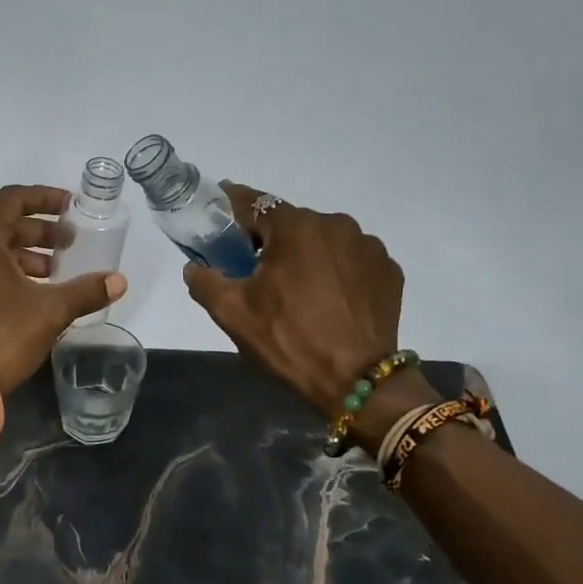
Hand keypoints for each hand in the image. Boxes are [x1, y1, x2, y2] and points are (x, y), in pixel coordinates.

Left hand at [0, 185, 127, 392]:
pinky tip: (27, 296)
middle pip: (1, 225)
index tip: (71, 207)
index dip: (45, 198)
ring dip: (23, 256)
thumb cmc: (0, 337)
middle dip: (39, 232)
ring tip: (53, 273)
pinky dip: (3, 273)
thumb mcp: (50, 312)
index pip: (12, 199)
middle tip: (69, 245)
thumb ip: (85, 291)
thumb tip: (119, 281)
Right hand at [183, 182, 407, 415]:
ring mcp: (369, 247)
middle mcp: (336, 224)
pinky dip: (336, 272)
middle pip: (291, 223)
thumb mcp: (232, 314)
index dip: (232, 204)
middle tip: (254, 268)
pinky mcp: (388, 271)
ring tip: (297, 290)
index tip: (218, 207)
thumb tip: (194, 268)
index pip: (255, 202)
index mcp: (295, 227)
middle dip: (271, 240)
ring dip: (306, 255)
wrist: (357, 381)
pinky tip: (328, 300)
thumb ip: (205, 281)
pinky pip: (351, 261)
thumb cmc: (289, 340)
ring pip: (324, 241)